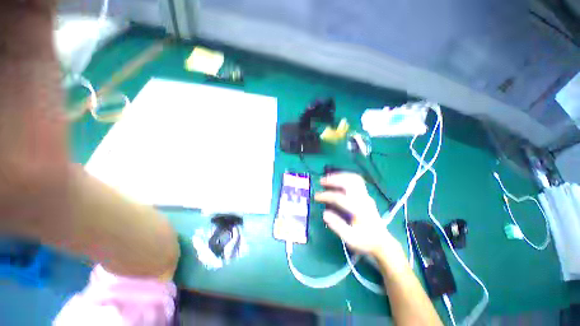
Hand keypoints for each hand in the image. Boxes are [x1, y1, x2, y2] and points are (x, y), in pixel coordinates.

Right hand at [314, 173, 399, 257]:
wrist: (382, 242)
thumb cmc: (365, 241)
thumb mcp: (350, 238)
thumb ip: (337, 226)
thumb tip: (324, 213)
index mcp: (359, 210)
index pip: (340, 198)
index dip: (326, 196)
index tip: (316, 197)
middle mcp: (363, 200)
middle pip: (349, 182)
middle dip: (334, 179)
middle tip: (321, 181)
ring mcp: (366, 196)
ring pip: (354, 179)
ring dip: (340, 176)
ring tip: (328, 177)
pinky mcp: (366, 195)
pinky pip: (356, 181)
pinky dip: (345, 177)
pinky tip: (338, 180)